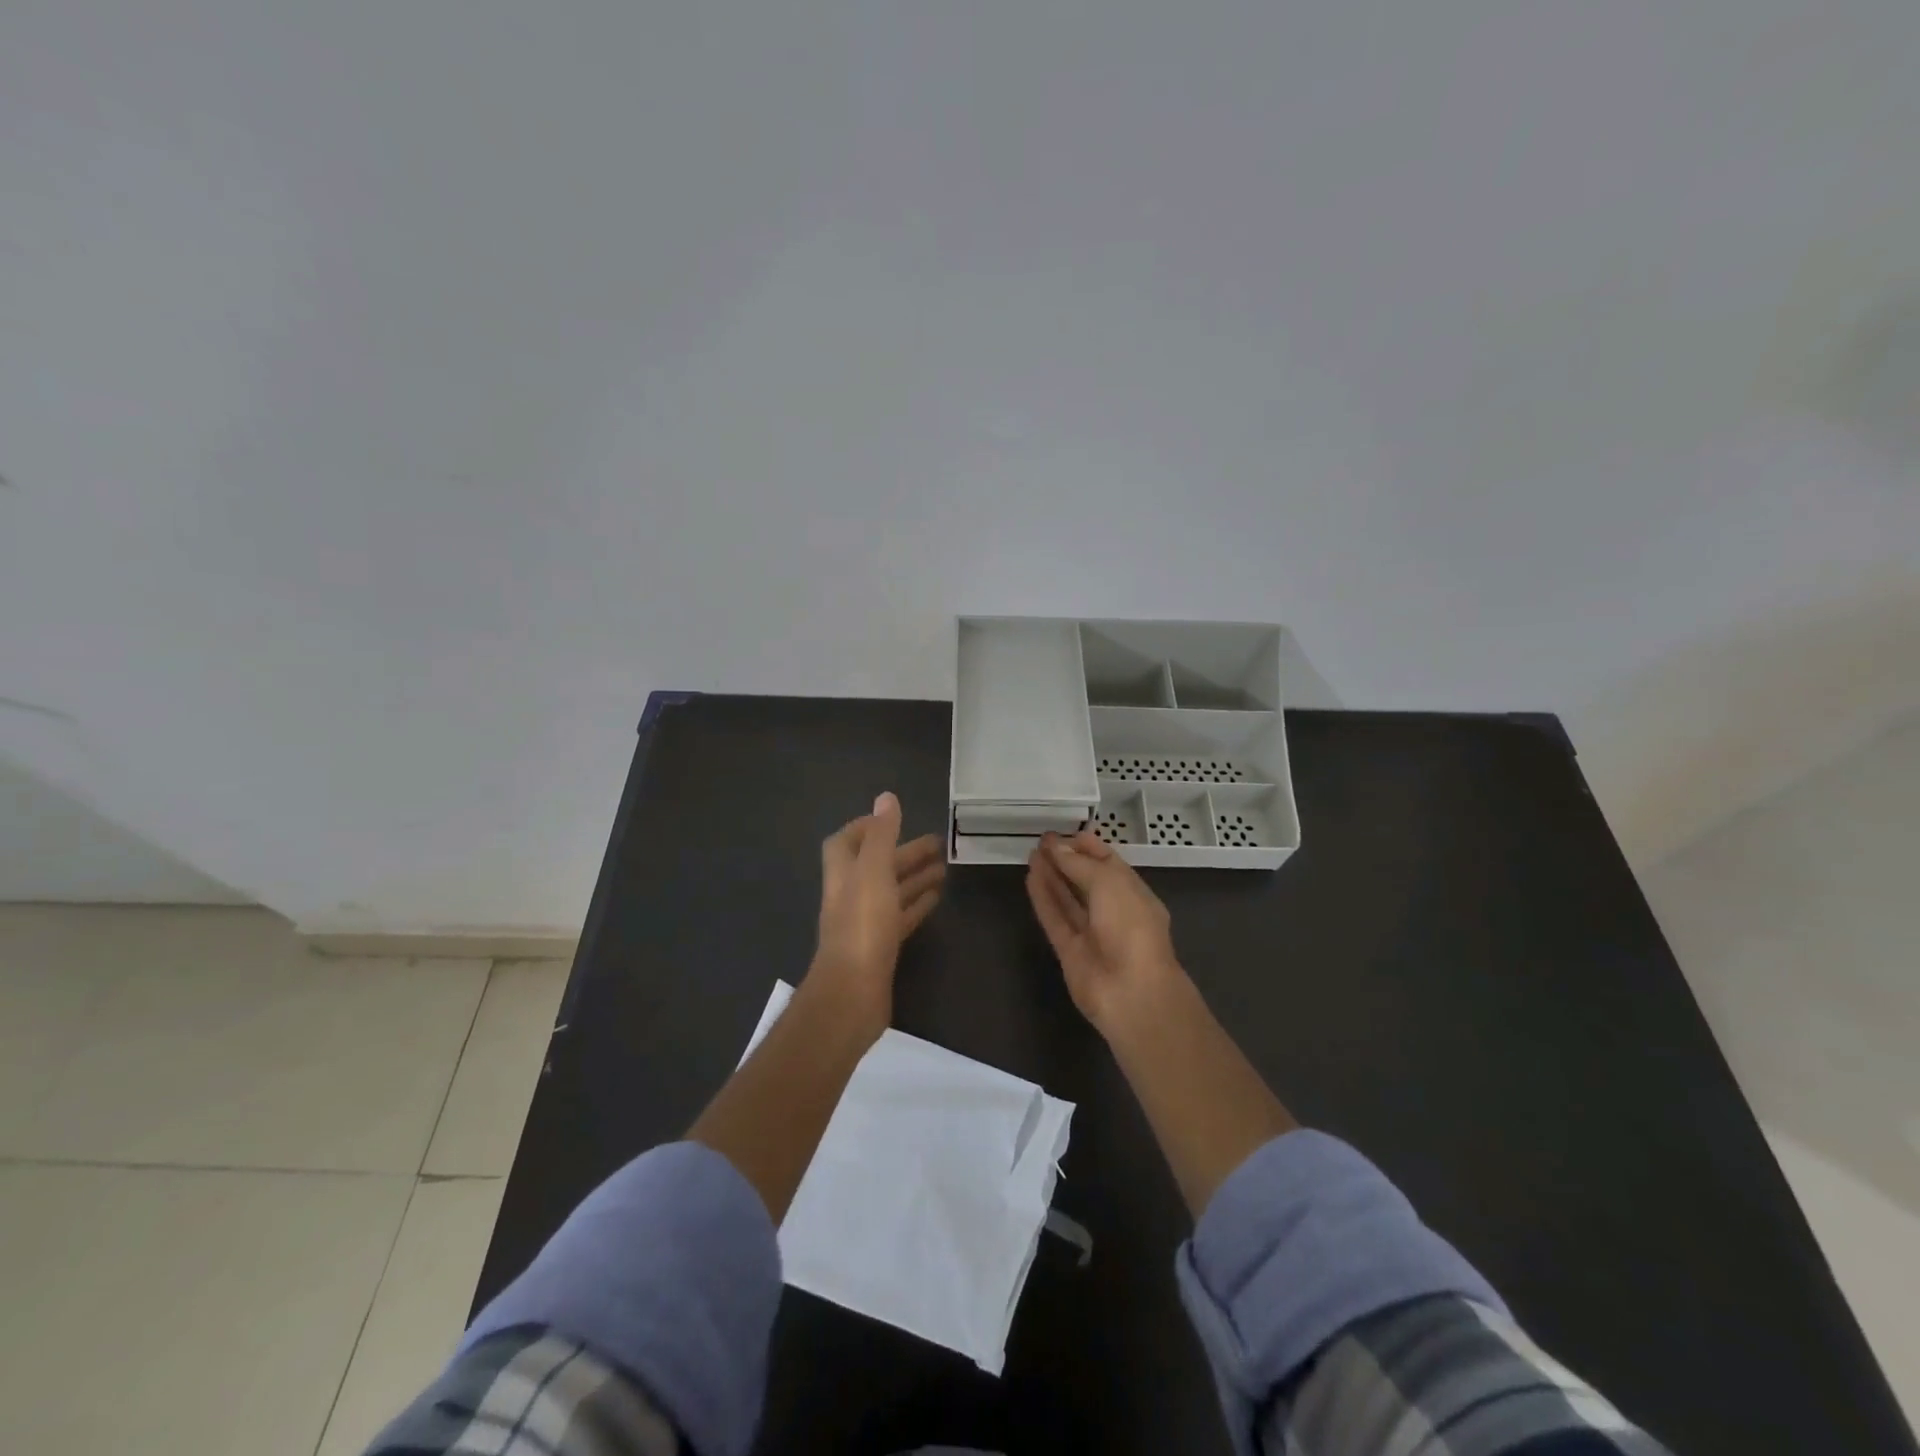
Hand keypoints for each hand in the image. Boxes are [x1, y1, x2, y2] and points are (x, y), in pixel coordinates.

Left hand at [809, 792, 944, 1041]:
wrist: (853, 992)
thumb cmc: (862, 926)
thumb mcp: (874, 872)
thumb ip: (882, 835)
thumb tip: (886, 798)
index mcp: (844, 874)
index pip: (845, 842)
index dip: (866, 828)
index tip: (894, 820)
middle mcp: (851, 895)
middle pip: (877, 866)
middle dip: (904, 852)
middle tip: (938, 842)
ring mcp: (865, 923)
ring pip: (891, 891)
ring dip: (914, 877)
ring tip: (945, 867)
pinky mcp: (880, 947)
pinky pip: (900, 918)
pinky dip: (916, 904)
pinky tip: (936, 899)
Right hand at [1026, 830, 1185, 1038]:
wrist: (1131, 991)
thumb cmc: (1130, 927)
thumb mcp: (1109, 883)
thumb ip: (1079, 864)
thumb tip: (1056, 849)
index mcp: (1134, 893)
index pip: (1110, 864)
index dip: (1089, 847)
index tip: (1066, 833)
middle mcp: (1114, 911)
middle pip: (1087, 880)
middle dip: (1067, 859)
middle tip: (1042, 840)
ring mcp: (1092, 933)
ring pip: (1068, 899)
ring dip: (1051, 876)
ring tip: (1032, 853)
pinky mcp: (1070, 951)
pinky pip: (1055, 918)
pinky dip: (1043, 898)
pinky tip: (1030, 877)